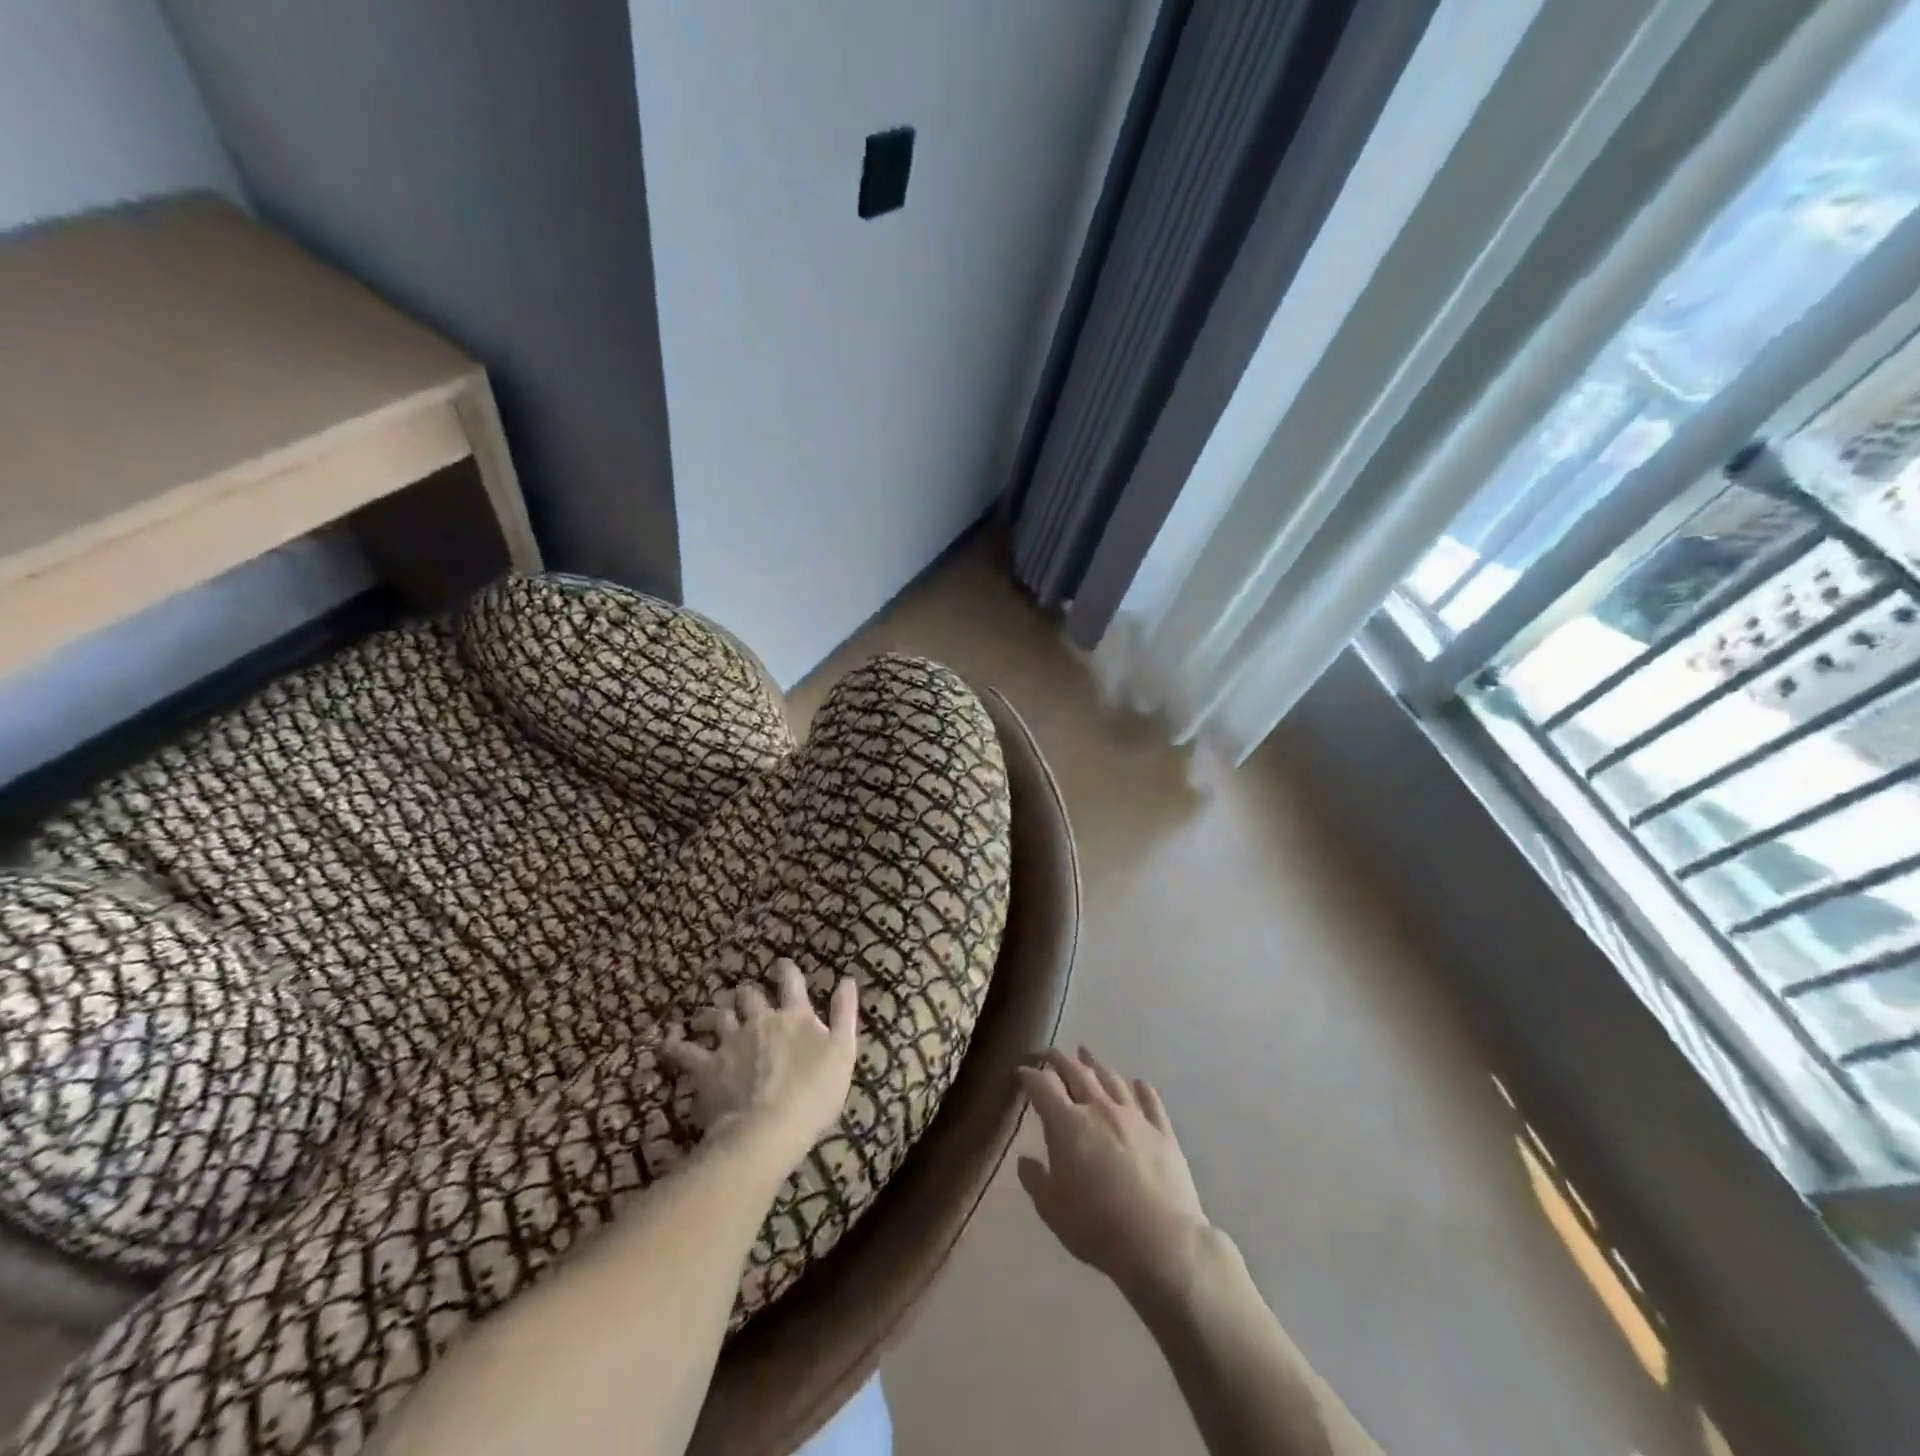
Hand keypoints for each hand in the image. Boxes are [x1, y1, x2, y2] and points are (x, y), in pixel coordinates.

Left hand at [661, 960, 859, 1172]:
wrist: (767, 1131)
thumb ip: (845, 1013)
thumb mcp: (843, 1052)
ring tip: (715, 1015)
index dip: (786, 970)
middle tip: (746, 996)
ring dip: (718, 1012)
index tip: (782, 966)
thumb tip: (847, 979)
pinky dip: (674, 1044)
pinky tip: (666, 1040)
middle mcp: (760, 1020)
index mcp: (794, 1016)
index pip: (790, 981)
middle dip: (747, 992)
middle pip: (748, 994)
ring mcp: (730, 1042)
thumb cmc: (814, 1094)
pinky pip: (684, 1050)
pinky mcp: (707, 1068)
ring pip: (719, 1015)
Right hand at [1017, 1047, 1213, 1303]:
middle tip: (1050, 1052)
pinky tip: (1139, 1083)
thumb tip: (1025, 1160)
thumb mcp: (1052, 1210)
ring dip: (1096, 1065)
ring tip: (1087, 1054)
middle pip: (1077, 1073)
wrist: (1160, 1241)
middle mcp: (1099, 1109)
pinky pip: (1151, 1102)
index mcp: (1068, 1124)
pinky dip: (1143, 1089)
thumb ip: (1036, 1180)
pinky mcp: (1162, 1132)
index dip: (1030, 1076)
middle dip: (1060, 1059)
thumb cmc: (1097, 1226)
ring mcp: (1134, 1117)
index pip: (1043, 1087)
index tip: (1021, 1071)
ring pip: (1112, 1080)